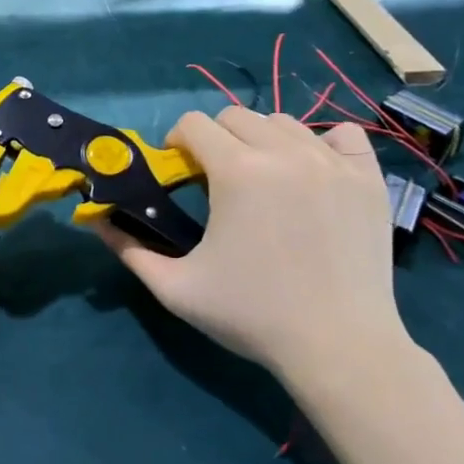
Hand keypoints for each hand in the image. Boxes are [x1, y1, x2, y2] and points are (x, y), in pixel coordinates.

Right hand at [99, 107, 413, 399]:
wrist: (340, 346)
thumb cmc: (251, 315)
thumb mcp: (175, 287)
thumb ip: (128, 248)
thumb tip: (95, 221)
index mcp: (237, 171)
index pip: (194, 123)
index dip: (177, 142)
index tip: (179, 171)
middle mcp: (285, 153)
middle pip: (236, 116)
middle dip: (216, 139)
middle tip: (215, 180)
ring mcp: (333, 163)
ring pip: (284, 123)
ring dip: (261, 141)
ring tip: (262, 180)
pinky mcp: (369, 179)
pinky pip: (341, 135)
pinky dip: (320, 144)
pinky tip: (310, 173)